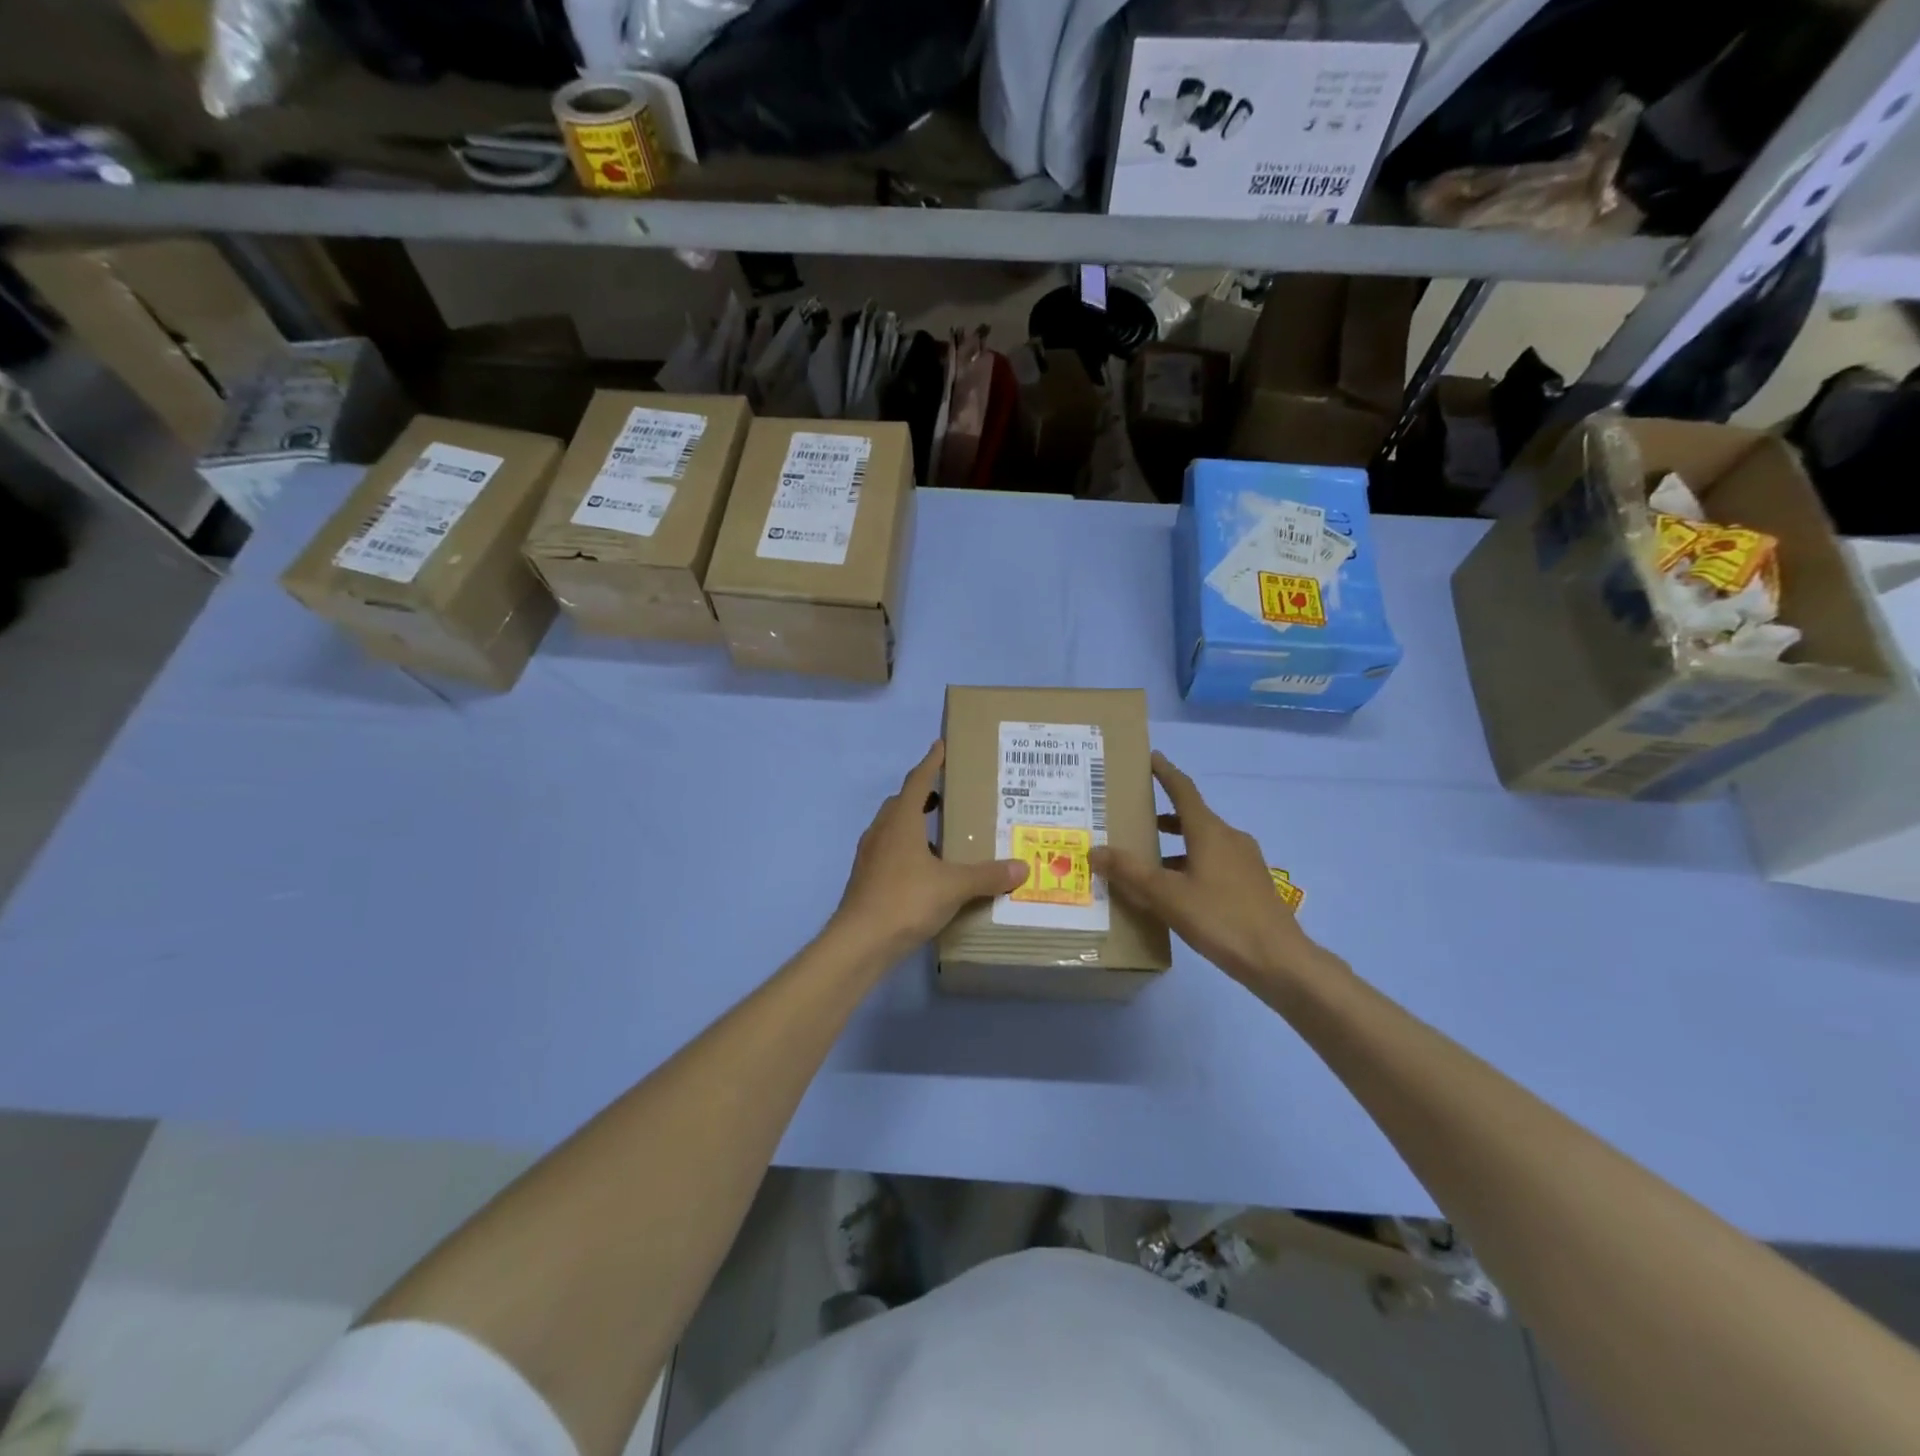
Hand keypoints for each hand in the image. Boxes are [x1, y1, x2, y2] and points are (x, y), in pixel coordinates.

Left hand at [831, 741, 1028, 960]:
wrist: (859, 942)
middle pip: (901, 803)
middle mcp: (882, 832)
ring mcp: (870, 856)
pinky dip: (908, 850)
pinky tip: (927, 870)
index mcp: (901, 822)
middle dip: (922, 794)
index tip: (941, 746)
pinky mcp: (867, 879)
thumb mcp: (953, 887)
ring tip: (942, 833)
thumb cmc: (906, 901)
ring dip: (914, 824)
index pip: (918, 781)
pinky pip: (890, 851)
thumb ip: (988, 875)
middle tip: (947, 794)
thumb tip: (1022, 867)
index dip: (931, 763)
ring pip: (893, 828)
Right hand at [1089, 750, 1326, 986]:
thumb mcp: (1167, 896)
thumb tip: (1096, 850)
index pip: (1183, 790)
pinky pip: (1214, 861)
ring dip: (1176, 843)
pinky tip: (1177, 889)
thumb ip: (1130, 872)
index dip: (1165, 772)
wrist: (1280, 960)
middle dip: (1162, 815)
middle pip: (1192, 816)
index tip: (1150, 757)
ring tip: (1148, 857)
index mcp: (1209, 832)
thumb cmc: (1221, 919)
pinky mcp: (1252, 883)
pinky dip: (1190, 863)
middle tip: (1133, 815)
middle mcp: (1229, 838)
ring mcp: (1245, 861)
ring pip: (1203, 841)